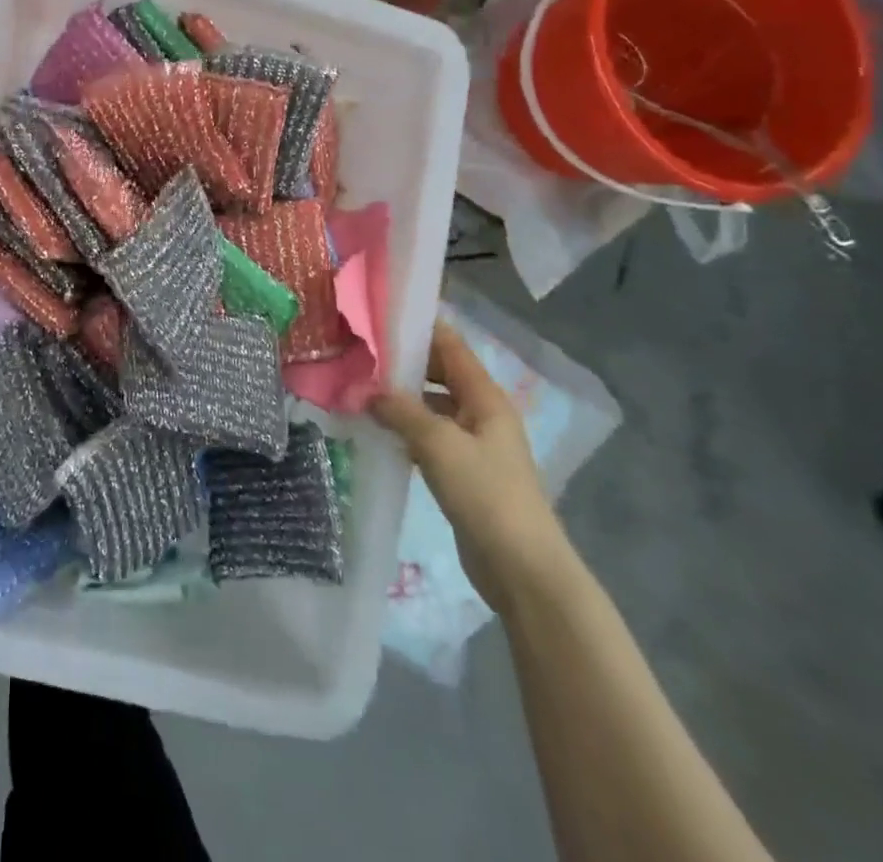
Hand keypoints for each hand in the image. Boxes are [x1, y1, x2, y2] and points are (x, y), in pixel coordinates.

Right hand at [371, 320, 574, 612]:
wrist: (522, 569)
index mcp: (485, 398)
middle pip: (441, 373)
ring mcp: (474, 445)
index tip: (381, 313)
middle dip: (404, 363)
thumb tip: (367, 390)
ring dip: (401, 398)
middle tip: (360, 353)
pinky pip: (430, 437)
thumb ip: (401, 411)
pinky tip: (378, 431)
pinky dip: (406, 428)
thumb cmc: (486, 494)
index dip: (421, 327)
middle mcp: (482, 414)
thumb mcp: (438, 444)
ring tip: (359, 389)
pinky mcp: (464, 473)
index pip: (451, 346)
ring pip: (432, 406)